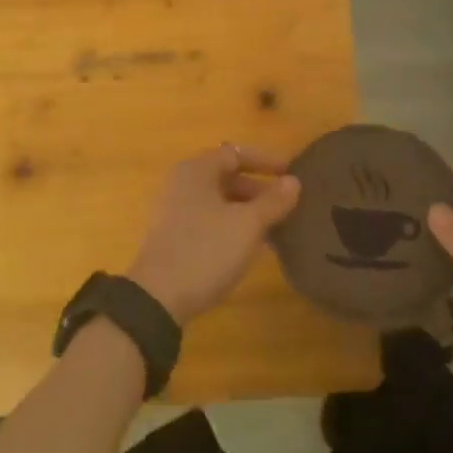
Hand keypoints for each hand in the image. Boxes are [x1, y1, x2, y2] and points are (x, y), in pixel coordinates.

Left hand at [127, 144, 300, 325]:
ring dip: (247, 209)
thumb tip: (294, 181)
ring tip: (274, 226)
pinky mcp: (173, 235)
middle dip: (258, 188)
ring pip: (219, 200)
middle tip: (286, 204)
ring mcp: (174, 210)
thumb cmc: (206, 250)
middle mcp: (182, 183)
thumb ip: (273, 201)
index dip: (266, 161)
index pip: (236, 153)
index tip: (291, 174)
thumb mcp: (247, 225)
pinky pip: (209, 219)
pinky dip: (232, 224)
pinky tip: (250, 245)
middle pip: (226, 176)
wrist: (158, 299)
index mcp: (197, 170)